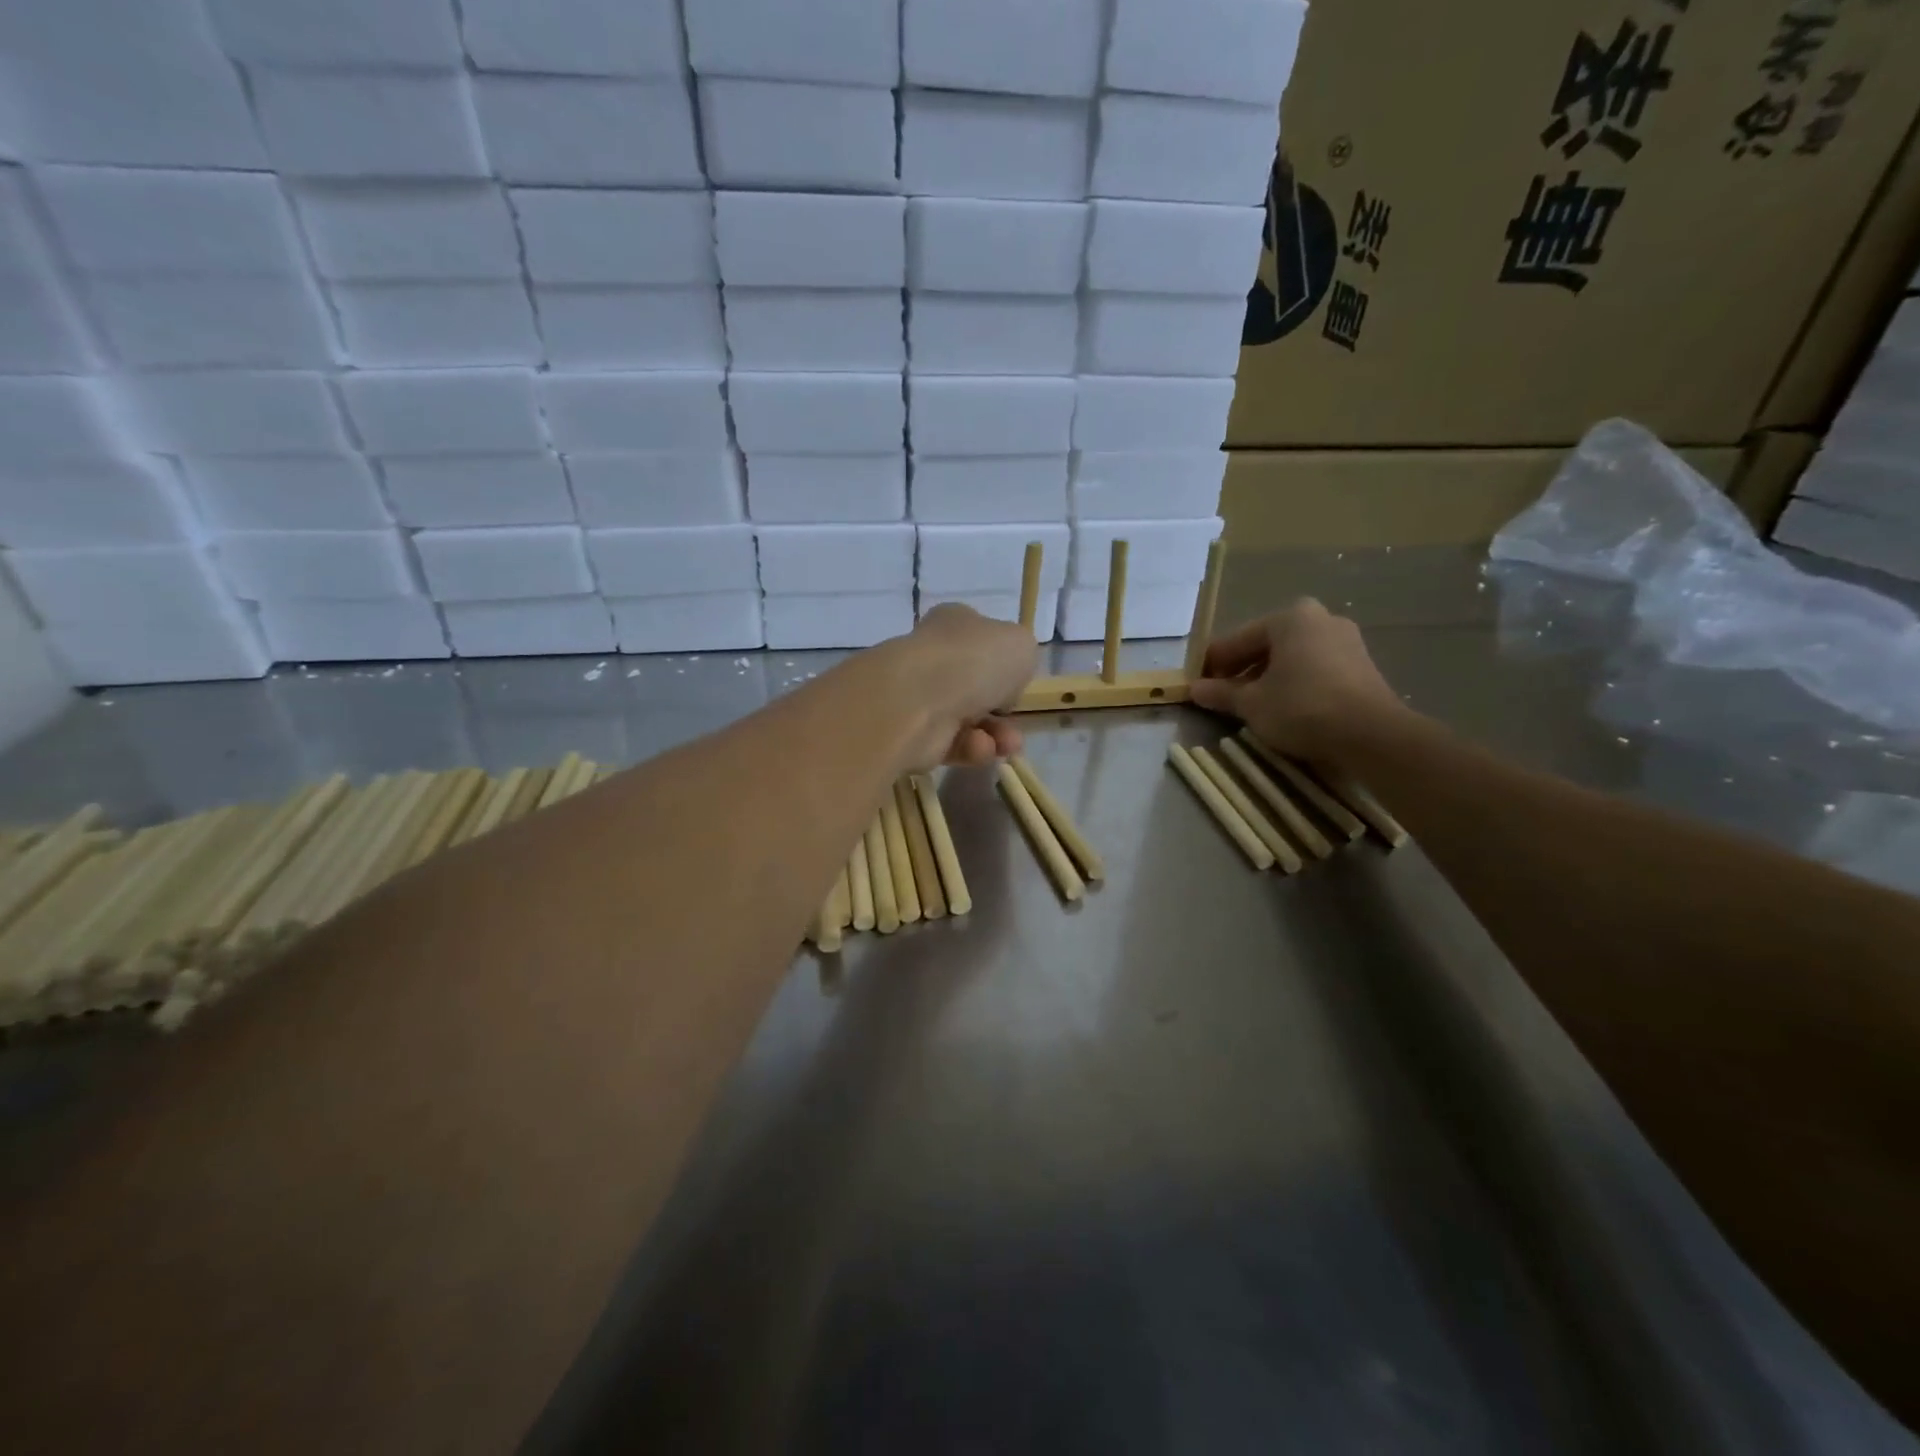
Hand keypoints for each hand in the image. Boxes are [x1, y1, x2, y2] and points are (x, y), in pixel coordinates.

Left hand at [880, 604, 1038, 769]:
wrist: (918, 700)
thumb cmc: (974, 661)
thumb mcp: (1020, 644)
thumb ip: (1020, 656)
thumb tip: (1005, 682)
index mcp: (954, 625)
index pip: (980, 639)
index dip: (1002, 660)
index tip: (1018, 678)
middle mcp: (935, 658)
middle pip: (976, 686)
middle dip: (1003, 707)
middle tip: (1015, 715)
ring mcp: (921, 697)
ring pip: (969, 720)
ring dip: (996, 734)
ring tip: (1009, 744)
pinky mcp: (914, 734)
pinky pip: (954, 744)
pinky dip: (972, 748)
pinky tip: (981, 748)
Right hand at [1189, 600, 1404, 762]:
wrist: (1371, 735)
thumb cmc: (1301, 708)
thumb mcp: (1251, 703)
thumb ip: (1221, 693)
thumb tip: (1194, 689)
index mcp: (1289, 618)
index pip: (1237, 640)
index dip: (1213, 664)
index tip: (1196, 684)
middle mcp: (1320, 619)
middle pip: (1266, 645)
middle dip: (1242, 670)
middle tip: (1222, 695)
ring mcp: (1345, 641)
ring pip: (1291, 658)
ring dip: (1268, 678)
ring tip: (1250, 705)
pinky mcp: (1361, 666)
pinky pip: (1314, 669)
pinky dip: (1294, 684)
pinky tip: (1283, 707)